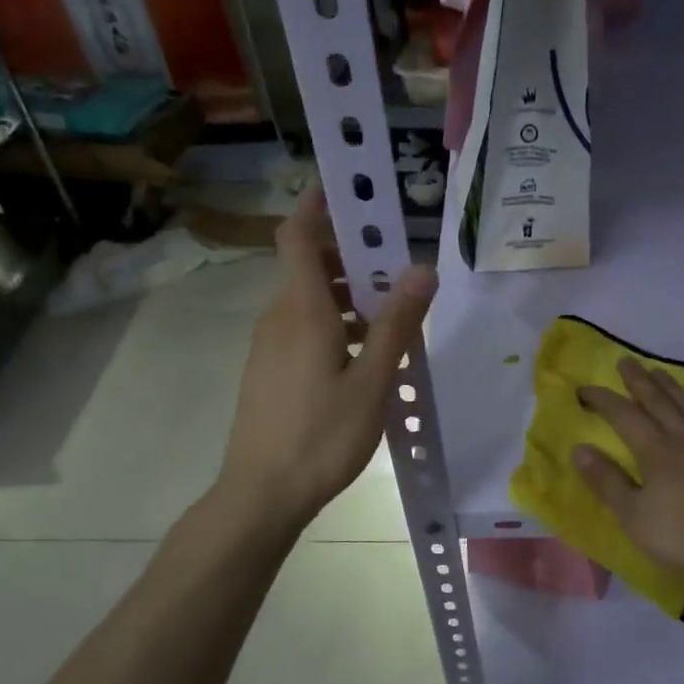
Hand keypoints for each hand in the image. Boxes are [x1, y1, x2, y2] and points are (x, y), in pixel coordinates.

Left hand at [218, 188, 434, 527]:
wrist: (261, 494)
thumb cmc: (320, 437)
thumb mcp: (371, 382)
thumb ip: (396, 324)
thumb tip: (422, 269)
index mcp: (301, 311)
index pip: (298, 236)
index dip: (318, 205)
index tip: (350, 189)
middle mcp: (279, 318)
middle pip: (309, 267)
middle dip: (352, 257)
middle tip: (399, 268)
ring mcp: (268, 346)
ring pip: (308, 302)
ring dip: (347, 297)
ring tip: (392, 318)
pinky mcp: (268, 371)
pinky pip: (302, 329)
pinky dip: (333, 325)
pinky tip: (363, 357)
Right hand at [572, 358, 683, 588]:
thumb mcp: (635, 517)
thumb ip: (607, 482)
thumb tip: (579, 448)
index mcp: (657, 451)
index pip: (624, 415)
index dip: (603, 399)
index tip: (584, 388)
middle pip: (658, 400)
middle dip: (638, 380)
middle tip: (625, 360)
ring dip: (670, 385)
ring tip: (658, 371)